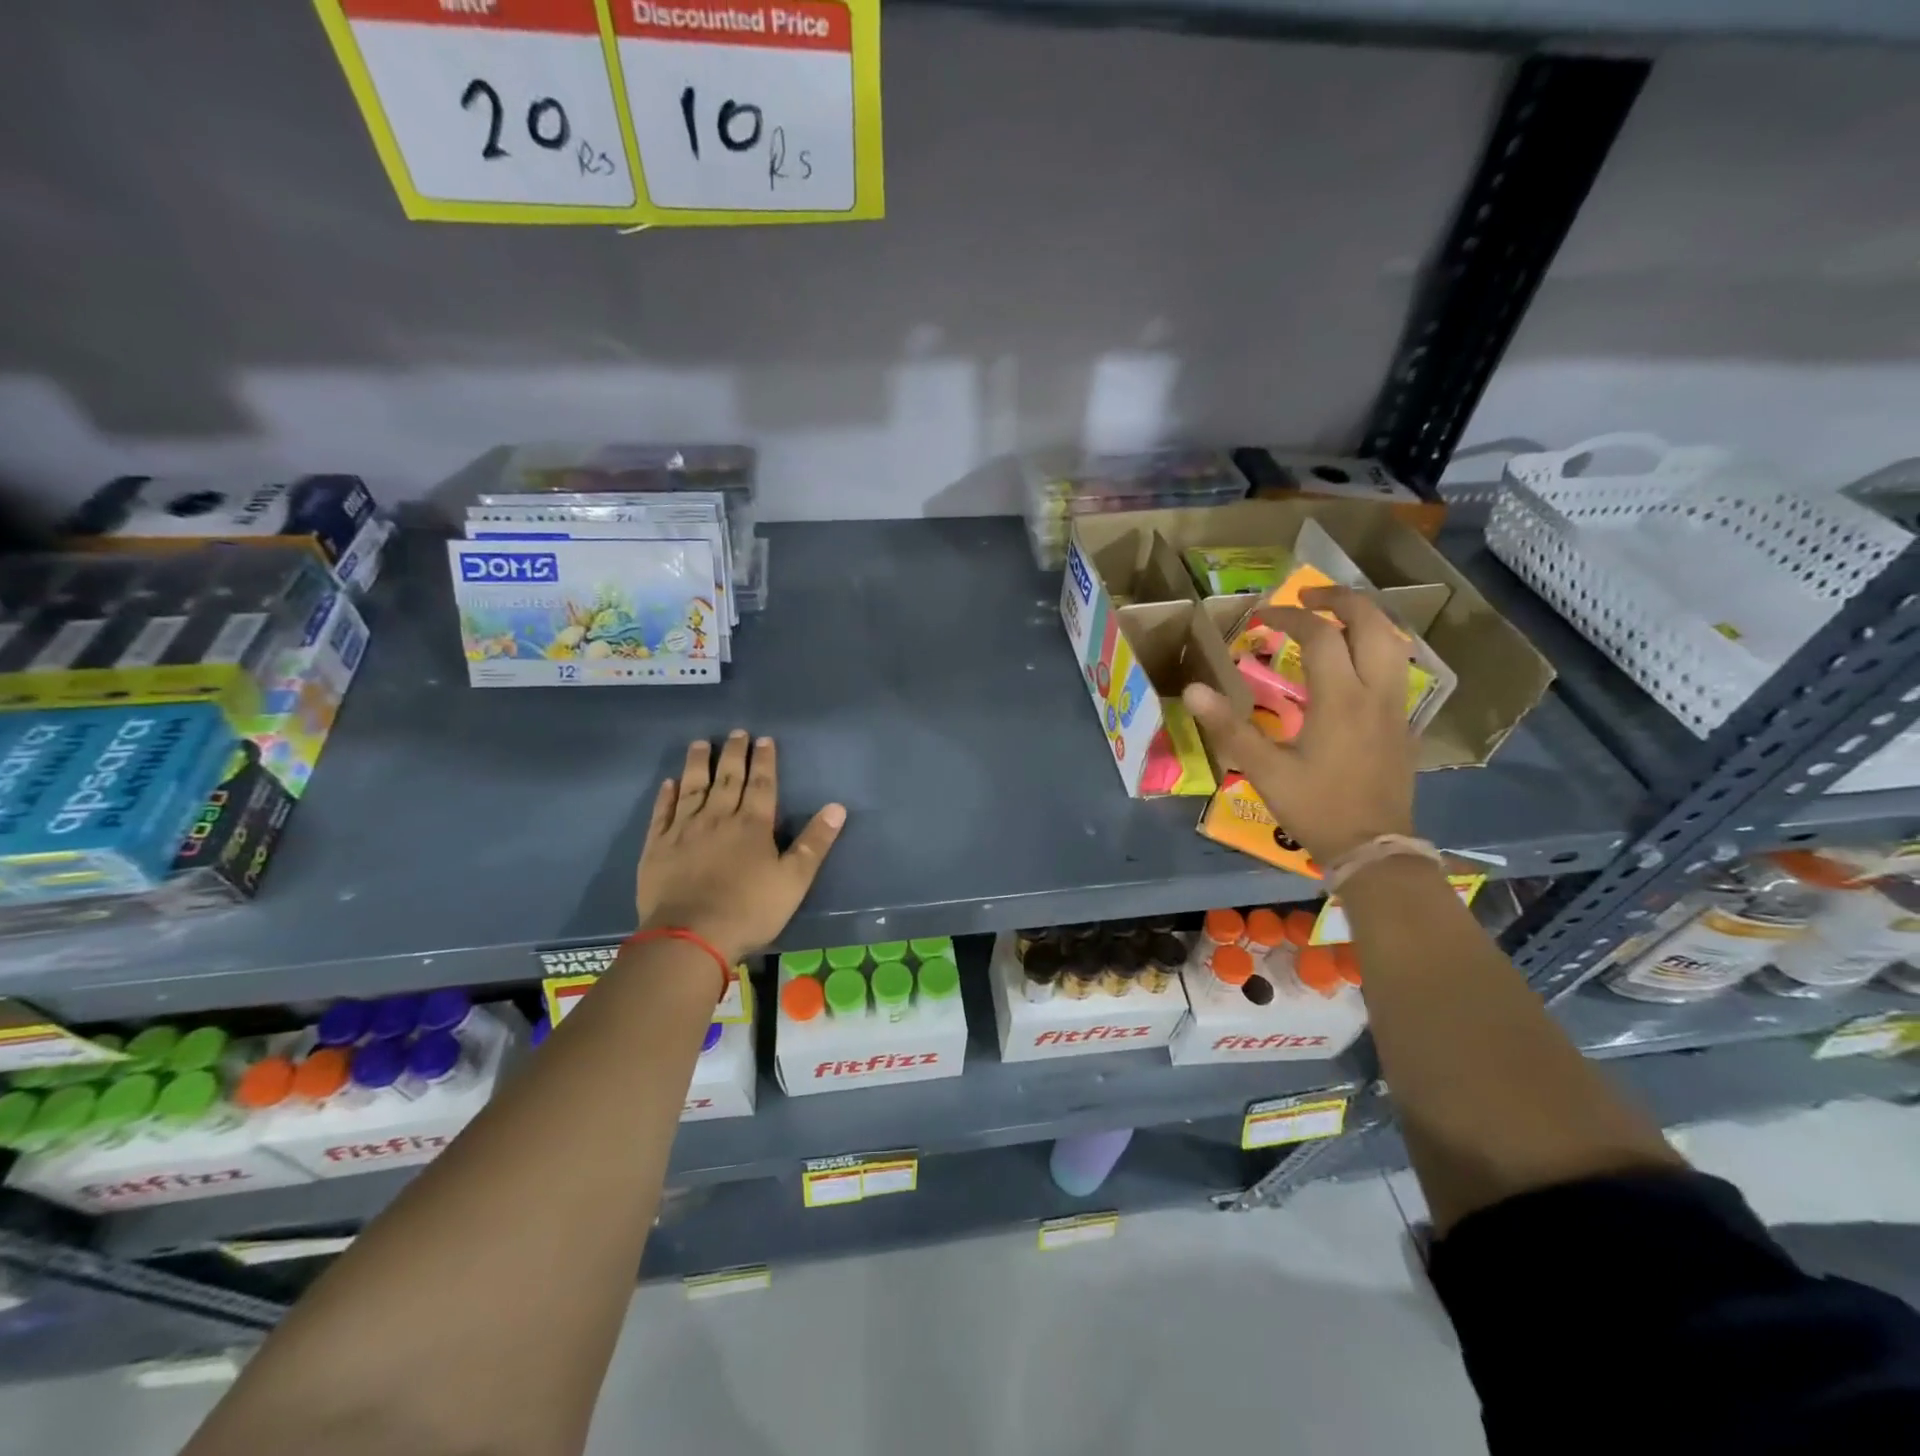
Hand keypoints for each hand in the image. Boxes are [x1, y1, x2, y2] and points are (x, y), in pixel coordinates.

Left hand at [635, 731, 846, 965]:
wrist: (689, 936)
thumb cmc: (749, 909)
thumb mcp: (794, 880)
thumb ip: (815, 843)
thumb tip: (838, 807)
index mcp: (753, 825)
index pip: (762, 784)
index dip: (764, 761)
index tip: (764, 739)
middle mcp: (718, 818)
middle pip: (727, 779)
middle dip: (733, 754)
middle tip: (736, 732)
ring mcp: (684, 830)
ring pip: (692, 788)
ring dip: (698, 764)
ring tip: (700, 743)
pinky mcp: (657, 847)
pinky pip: (662, 814)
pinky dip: (666, 796)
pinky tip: (669, 784)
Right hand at [1184, 585, 1415, 866]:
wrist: (1374, 848)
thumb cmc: (1316, 808)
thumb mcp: (1264, 771)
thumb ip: (1229, 727)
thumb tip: (1193, 689)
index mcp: (1341, 699)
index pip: (1320, 635)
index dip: (1289, 616)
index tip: (1261, 616)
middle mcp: (1376, 693)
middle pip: (1373, 623)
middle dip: (1341, 600)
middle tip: (1307, 595)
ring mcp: (1397, 707)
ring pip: (1393, 643)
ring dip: (1364, 620)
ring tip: (1332, 618)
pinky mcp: (1404, 724)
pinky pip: (1396, 668)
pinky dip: (1374, 648)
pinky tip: (1351, 663)